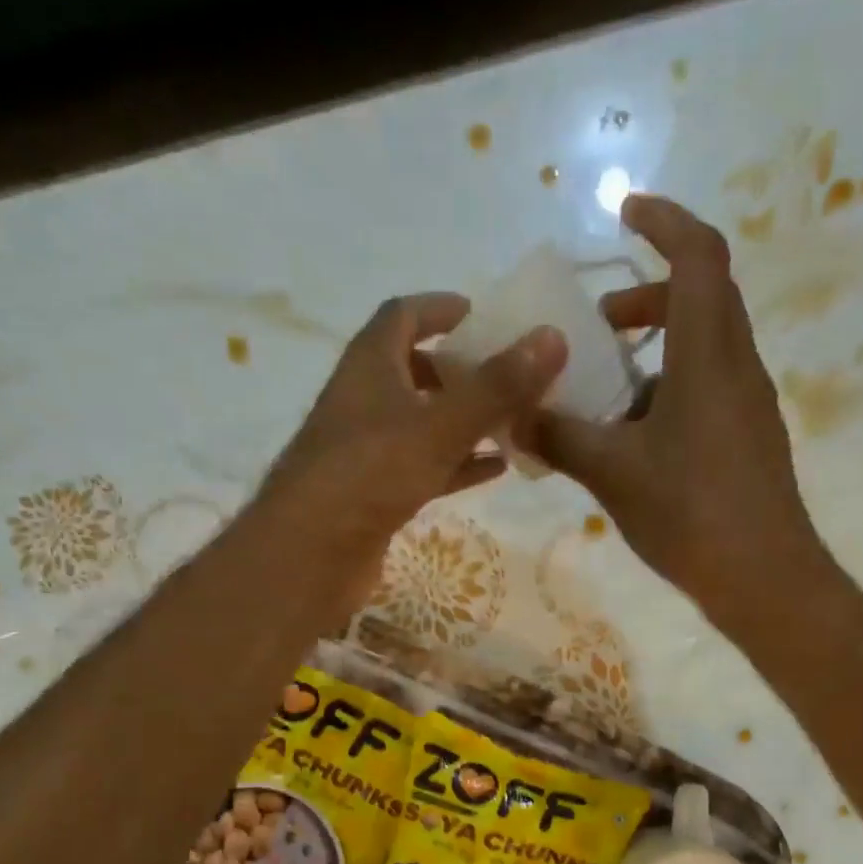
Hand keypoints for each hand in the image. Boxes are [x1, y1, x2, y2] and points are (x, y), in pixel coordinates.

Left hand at [256, 294, 565, 592]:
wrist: (310, 554)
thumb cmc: (370, 474)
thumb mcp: (440, 426)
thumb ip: (495, 386)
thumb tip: (551, 337)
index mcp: (370, 365)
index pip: (404, 316)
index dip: (442, 309)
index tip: (485, 316)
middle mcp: (365, 401)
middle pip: (415, 370)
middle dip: (461, 369)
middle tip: (508, 375)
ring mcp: (368, 450)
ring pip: (423, 422)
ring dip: (464, 419)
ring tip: (514, 420)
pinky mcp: (375, 493)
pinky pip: (424, 466)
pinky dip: (458, 463)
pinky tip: (496, 469)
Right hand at [534, 195, 833, 623]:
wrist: (765, 578)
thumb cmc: (691, 515)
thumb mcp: (612, 474)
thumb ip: (560, 437)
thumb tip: (514, 415)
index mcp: (708, 357)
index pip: (698, 257)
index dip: (665, 221)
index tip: (625, 212)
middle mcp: (737, 367)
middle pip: (701, 298)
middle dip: (646, 296)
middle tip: (597, 324)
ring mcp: (748, 405)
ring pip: (704, 347)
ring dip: (656, 348)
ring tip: (605, 388)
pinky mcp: (748, 438)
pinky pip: (708, 388)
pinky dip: (669, 388)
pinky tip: (633, 436)